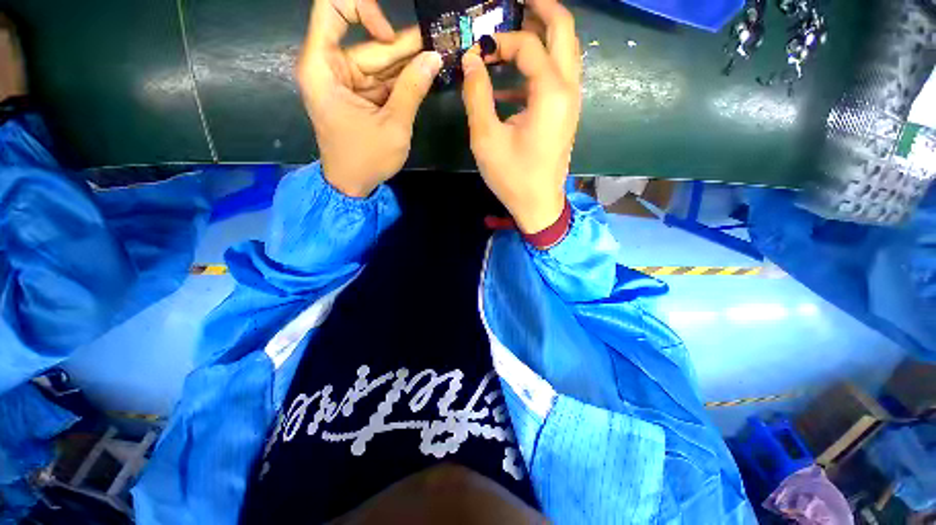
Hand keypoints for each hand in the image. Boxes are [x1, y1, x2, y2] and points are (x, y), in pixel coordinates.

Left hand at [297, 0, 442, 197]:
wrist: (352, 186)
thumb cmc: (366, 159)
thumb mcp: (393, 125)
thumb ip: (412, 89)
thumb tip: (434, 57)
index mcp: (323, 67)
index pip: (332, 9)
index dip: (362, 9)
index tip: (390, 35)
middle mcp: (330, 68)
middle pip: (367, 44)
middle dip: (404, 47)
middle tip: (438, 41)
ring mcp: (345, 83)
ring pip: (379, 63)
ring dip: (408, 65)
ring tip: (438, 56)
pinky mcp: (358, 97)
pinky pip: (381, 81)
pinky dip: (402, 81)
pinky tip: (425, 76)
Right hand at [461, 0, 580, 233]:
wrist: (538, 205)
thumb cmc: (512, 177)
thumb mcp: (486, 138)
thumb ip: (477, 94)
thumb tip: (471, 59)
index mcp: (550, 93)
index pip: (527, 44)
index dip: (499, 41)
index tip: (476, 53)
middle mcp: (568, 89)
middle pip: (564, 28)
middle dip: (540, 7)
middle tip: (513, 2)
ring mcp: (571, 101)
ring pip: (564, 49)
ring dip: (540, 34)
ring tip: (510, 32)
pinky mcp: (565, 113)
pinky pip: (557, 76)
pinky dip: (537, 66)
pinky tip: (512, 79)